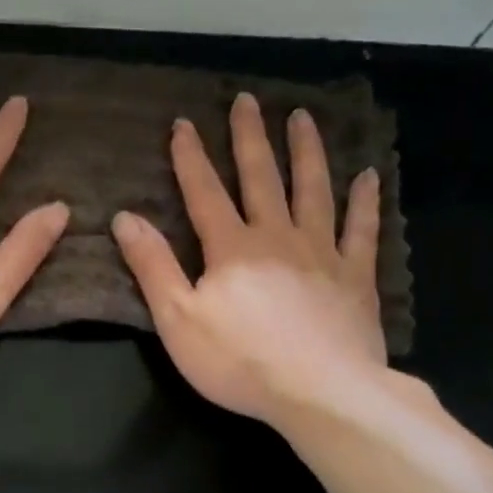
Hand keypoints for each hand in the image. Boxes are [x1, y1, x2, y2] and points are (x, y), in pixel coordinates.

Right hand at [111, 92, 386, 428]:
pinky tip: (368, 176)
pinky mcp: (355, 277)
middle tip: (247, 100)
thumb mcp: (177, 319)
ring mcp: (321, 253)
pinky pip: (361, 230)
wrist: (320, 392)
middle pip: (261, 178)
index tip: (183, 123)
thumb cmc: (239, 361)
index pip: (204, 193)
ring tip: (302, 118)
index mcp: (230, 249)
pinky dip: (364, 202)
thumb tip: (125, 218)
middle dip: (250, 138)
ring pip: (313, 191)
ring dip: (306, 152)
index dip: (190, 158)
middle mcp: (277, 238)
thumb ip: (153, 266)